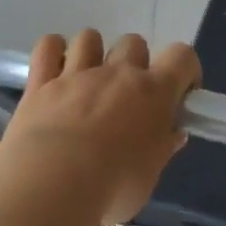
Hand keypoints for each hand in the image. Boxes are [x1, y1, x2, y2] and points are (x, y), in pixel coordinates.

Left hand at [0, 31, 200, 225]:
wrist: (51, 186)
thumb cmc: (112, 187)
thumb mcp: (149, 177)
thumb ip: (162, 149)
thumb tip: (173, 134)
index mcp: (154, 92)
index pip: (182, 57)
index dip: (185, 70)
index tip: (179, 96)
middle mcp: (117, 73)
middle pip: (134, 43)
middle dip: (135, 63)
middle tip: (128, 98)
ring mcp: (76, 74)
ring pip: (90, 38)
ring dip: (93, 53)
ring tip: (88, 82)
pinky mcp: (40, 83)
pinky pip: (48, 46)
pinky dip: (52, 50)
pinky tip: (54, 69)